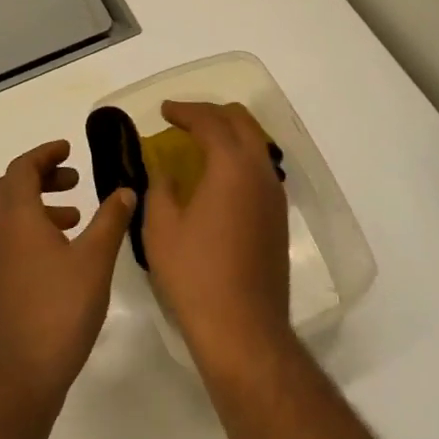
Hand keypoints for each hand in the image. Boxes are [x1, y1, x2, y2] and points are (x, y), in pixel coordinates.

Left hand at [0, 141, 134, 404]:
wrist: (18, 376)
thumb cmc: (58, 309)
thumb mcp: (95, 260)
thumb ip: (111, 220)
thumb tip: (125, 189)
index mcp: (18, 218)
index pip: (21, 169)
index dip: (45, 154)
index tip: (69, 148)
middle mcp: (0, 234)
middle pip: (12, 188)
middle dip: (42, 176)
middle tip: (74, 179)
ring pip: (12, 216)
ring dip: (41, 205)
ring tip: (77, 216)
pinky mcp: (0, 286)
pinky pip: (14, 240)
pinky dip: (37, 230)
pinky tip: (66, 254)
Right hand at [141, 101, 294, 371]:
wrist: (244, 328)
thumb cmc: (195, 275)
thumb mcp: (162, 228)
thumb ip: (160, 187)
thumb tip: (164, 169)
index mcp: (232, 165)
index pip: (210, 121)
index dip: (185, 110)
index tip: (164, 110)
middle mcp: (260, 171)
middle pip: (241, 122)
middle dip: (211, 114)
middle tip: (182, 120)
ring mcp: (274, 194)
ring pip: (255, 143)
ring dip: (228, 134)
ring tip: (199, 144)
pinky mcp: (278, 217)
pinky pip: (260, 168)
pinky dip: (239, 157)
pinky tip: (218, 176)